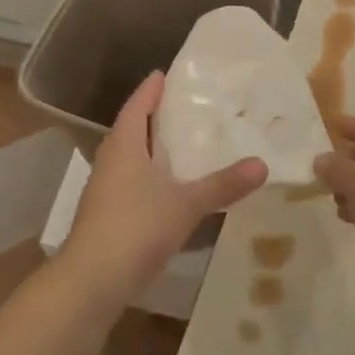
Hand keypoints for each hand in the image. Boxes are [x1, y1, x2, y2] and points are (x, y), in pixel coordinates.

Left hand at [61, 72, 267, 309]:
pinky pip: (129, 182)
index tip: (163, 74)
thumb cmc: (137, 227)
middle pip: (129, 129)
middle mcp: (110, 161)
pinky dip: (147, 176)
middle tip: (179, 106)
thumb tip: (262, 164)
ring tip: (178, 144)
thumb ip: (223, 184)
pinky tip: (166, 188)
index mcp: (124, 146)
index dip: (150, 90)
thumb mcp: (186, 204)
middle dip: (151, 116)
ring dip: (148, 148)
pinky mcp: (105, 215)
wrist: (92, 279)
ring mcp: (104, 189)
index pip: (136, 106)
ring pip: (128, 157)